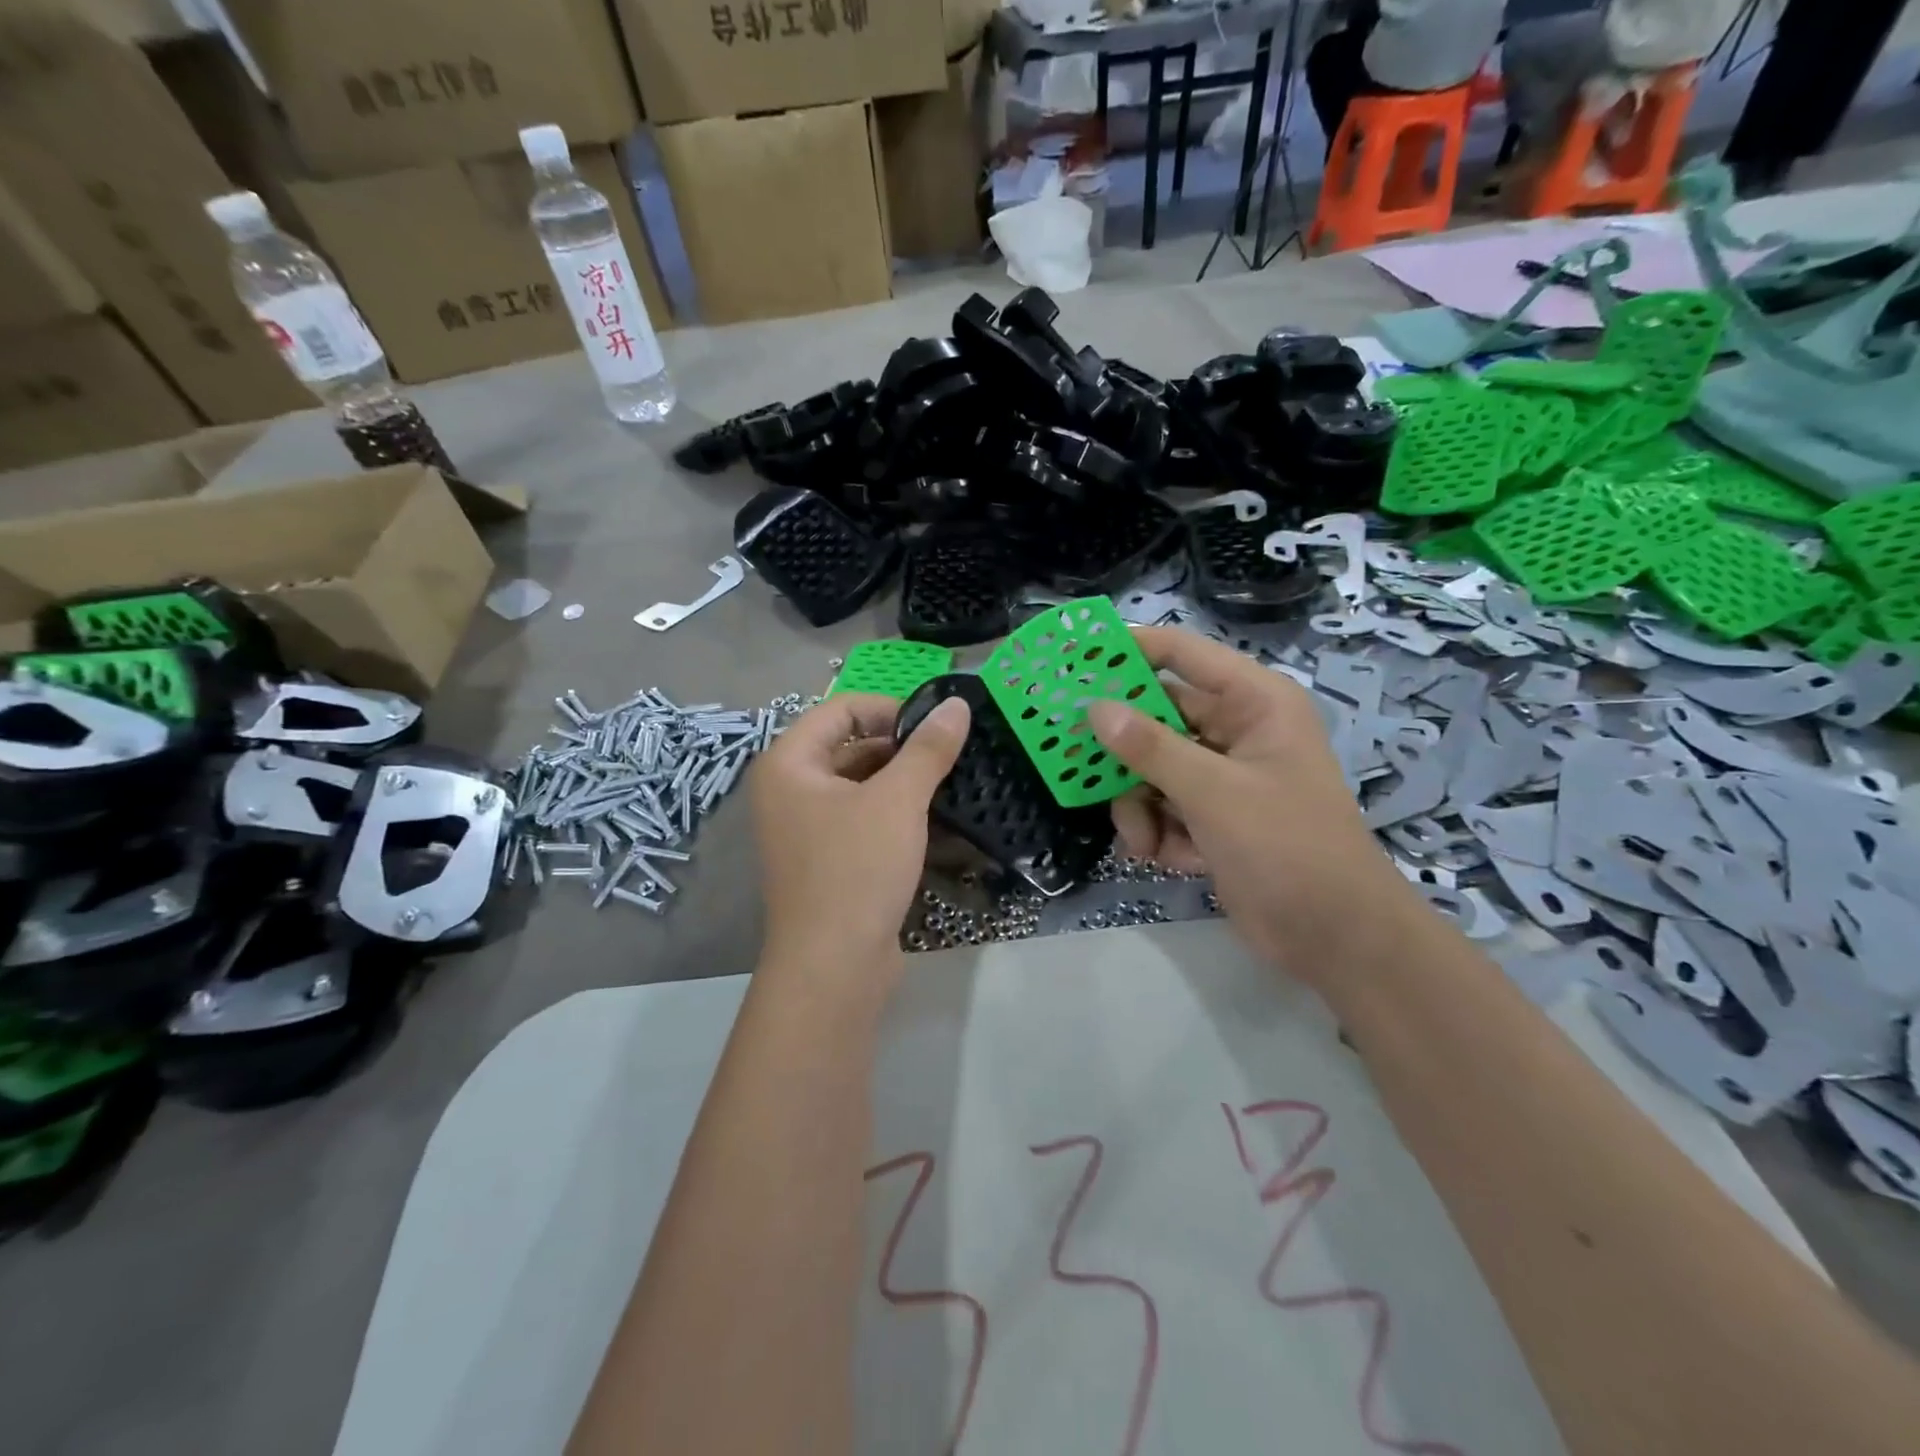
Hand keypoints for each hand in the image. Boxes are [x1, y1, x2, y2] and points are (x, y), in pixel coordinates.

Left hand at [752, 692, 969, 992]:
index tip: (936, 725)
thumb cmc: (856, 869)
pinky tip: (938, 822)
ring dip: (904, 783)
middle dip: (901, 749)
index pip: (840, 710)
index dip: (889, 709)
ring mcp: (806, 830)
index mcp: (789, 764)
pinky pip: (863, 821)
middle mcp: (790, 791)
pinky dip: (897, 816)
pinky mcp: (827, 862)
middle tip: (951, 754)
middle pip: (850, 747)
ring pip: (861, 787)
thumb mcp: (897, 801)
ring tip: (952, 783)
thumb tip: (957, 705)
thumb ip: (928, 749)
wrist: (833, 968)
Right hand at [1087, 627, 1419, 978]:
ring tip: (1141, 840)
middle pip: (1156, 717)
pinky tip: (1169, 859)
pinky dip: (1158, 832)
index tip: (1073, 656)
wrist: (1335, 937)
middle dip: (1123, 750)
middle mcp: (1236, 730)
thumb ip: (1150, 748)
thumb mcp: (1213, 792)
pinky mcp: (1212, 816)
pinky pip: (1162, 806)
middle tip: (1071, 758)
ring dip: (1138, 806)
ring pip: (1151, 768)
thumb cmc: (1286, 846)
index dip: (1128, 650)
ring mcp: (1222, 775)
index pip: (1181, 654)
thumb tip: (1094, 708)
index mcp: (1253, 702)